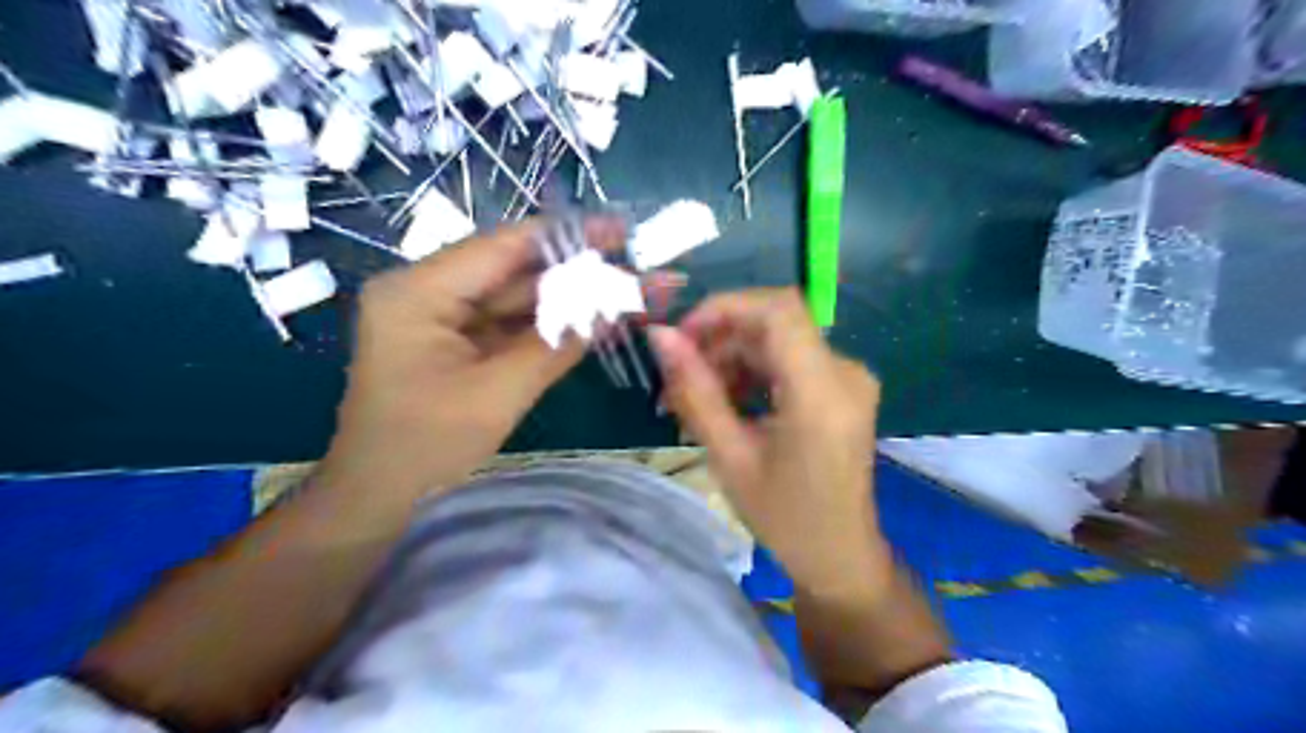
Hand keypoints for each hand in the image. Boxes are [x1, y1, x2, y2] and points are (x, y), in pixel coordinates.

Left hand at [314, 218, 626, 501]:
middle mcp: (426, 291)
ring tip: (625, 295)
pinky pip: (508, 325)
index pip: (503, 246)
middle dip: (576, 272)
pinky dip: (549, 327)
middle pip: (513, 270)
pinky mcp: (454, 342)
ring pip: (515, 298)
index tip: (620, 231)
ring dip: (568, 300)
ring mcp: (440, 318)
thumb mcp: (498, 393)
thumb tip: (613, 306)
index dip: (567, 236)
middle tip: (634, 270)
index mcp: (419, 291)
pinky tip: (593, 321)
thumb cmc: (425, 448)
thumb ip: (557, 343)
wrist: (378, 502)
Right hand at [650, 285, 893, 594]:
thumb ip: (695, 391)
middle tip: (678, 378)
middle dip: (719, 339)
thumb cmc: (784, 518)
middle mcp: (845, 372)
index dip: (723, 308)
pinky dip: (753, 370)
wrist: (840, 555)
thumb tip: (661, 337)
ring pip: (778, 340)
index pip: (777, 310)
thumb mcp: (730, 457)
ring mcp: (848, 378)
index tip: (682, 337)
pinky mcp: (843, 387)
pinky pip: (790, 359)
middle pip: (774, 324)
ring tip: (696, 396)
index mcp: (822, 393)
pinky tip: (728, 401)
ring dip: (732, 357)